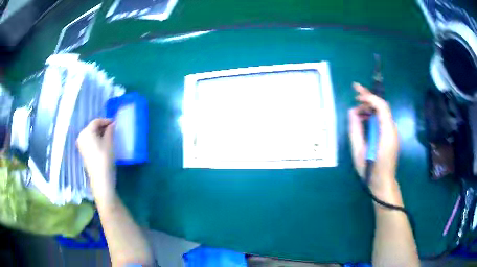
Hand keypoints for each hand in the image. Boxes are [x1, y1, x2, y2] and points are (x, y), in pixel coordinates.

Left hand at [77, 119, 115, 202]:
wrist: (100, 178)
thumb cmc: (105, 158)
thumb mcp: (109, 142)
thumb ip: (110, 130)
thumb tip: (112, 124)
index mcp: (86, 132)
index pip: (96, 121)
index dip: (106, 121)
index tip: (115, 123)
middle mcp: (81, 136)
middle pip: (92, 127)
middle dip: (102, 127)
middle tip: (112, 129)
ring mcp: (81, 145)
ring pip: (91, 134)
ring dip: (99, 133)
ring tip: (109, 136)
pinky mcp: (83, 152)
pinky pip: (89, 141)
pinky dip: (96, 140)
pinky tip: (103, 144)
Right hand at [348, 83, 398, 194]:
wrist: (383, 183)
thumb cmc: (370, 169)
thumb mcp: (359, 151)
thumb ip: (355, 130)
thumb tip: (352, 112)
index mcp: (386, 132)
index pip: (381, 106)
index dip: (369, 97)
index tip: (356, 95)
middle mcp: (392, 129)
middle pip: (382, 106)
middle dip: (369, 96)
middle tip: (355, 88)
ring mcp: (392, 132)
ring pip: (382, 112)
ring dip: (370, 106)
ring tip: (357, 107)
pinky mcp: (390, 136)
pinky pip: (382, 120)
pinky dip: (373, 114)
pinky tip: (364, 117)